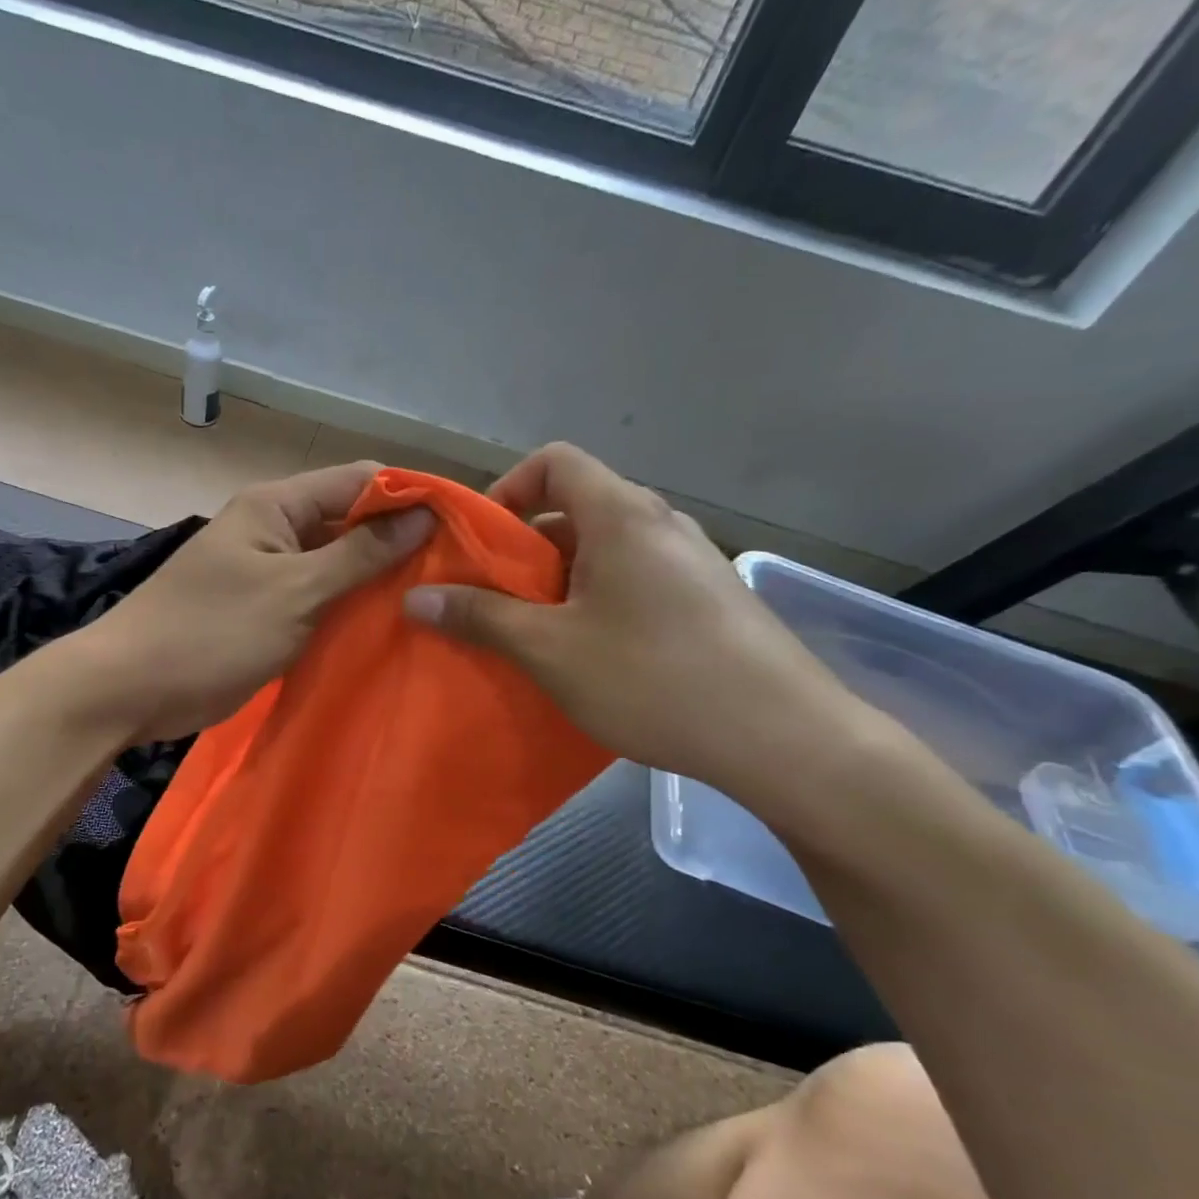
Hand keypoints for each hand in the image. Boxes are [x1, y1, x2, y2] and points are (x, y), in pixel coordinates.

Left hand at [77, 463, 434, 741]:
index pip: (359, 481)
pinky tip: (390, 628)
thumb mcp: (294, 592)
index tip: (461, 527)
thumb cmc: (211, 632)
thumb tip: (419, 517)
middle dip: (399, 543)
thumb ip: (358, 555)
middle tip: (456, 574)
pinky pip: (320, 600)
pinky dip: (350, 610)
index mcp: (277, 506)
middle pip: (351, 522)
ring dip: (377, 581)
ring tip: (434, 602)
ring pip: (338, 565)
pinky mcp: (268, 612)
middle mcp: (276, 530)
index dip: (410, 497)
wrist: (131, 689)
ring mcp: (271, 573)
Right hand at [401, 443, 859, 804]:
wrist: (782, 737)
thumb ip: (480, 617)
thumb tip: (416, 598)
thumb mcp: (550, 650)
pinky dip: (598, 599)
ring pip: (605, 548)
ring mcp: (691, 560)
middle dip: (525, 548)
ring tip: (538, 634)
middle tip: (497, 601)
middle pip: (576, 507)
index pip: (554, 461)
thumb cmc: (653, 678)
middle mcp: (659, 522)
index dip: (507, 489)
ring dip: (560, 580)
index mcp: (621, 515)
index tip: (481, 542)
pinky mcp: (709, 598)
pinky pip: (636, 578)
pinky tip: (593, 655)